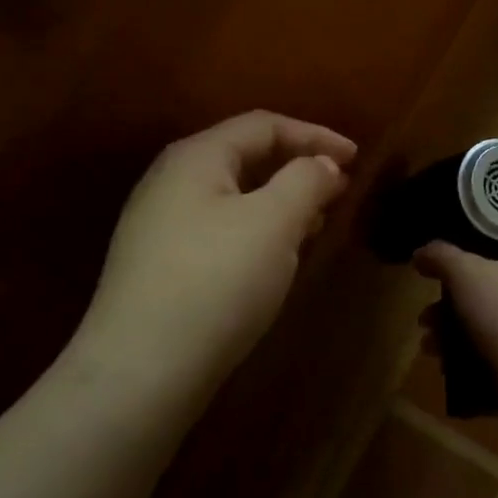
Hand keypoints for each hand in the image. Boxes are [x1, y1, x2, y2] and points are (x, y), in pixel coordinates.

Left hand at [71, 112, 356, 403]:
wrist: (141, 372)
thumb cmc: (216, 282)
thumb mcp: (274, 222)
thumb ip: (306, 181)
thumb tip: (323, 164)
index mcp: (196, 157)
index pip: (263, 125)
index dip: (315, 135)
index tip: (357, 159)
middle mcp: (171, 181)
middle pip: (245, 156)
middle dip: (297, 168)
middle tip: (338, 191)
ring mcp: (159, 226)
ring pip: (234, 197)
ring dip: (280, 202)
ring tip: (316, 223)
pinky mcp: (160, 266)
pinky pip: (220, 230)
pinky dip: (257, 231)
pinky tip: (275, 259)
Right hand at [412, 243, 497, 404]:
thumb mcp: (464, 272)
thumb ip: (441, 257)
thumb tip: (421, 253)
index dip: (465, 262)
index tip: (439, 279)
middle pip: (487, 293)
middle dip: (449, 308)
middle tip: (425, 321)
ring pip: (490, 327)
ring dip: (454, 337)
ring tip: (430, 349)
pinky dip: (473, 360)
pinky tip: (449, 369)